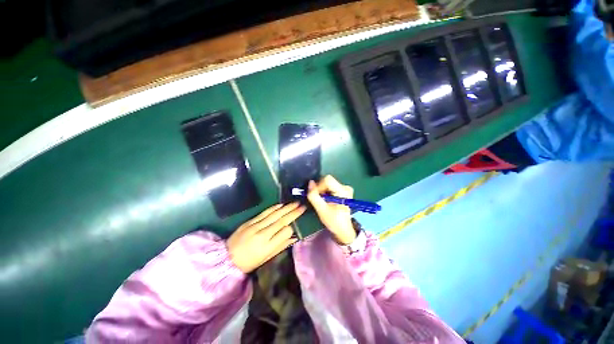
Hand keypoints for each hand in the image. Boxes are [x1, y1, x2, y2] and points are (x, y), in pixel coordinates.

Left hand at [227, 203, 305, 272]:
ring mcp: (255, 226)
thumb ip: (281, 246)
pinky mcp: (250, 221)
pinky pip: (264, 213)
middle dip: (293, 212)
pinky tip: (281, 204)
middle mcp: (263, 234)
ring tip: (295, 203)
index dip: (292, 226)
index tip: (297, 222)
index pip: (285, 232)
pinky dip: (273, 208)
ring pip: (274, 214)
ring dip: (286, 208)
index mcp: (267, 246)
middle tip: (302, 206)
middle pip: (281, 220)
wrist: (226, 258)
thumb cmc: (249, 262)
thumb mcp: (266, 258)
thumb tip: (294, 237)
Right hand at [307, 175, 356, 244]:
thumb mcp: (321, 210)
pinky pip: (330, 185)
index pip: (327, 180)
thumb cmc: (333, 221)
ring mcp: (345, 188)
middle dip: (320, 188)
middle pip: (327, 180)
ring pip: (328, 183)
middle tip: (318, 199)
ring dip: (322, 190)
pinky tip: (326, 199)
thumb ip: (314, 196)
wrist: (343, 229)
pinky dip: (325, 191)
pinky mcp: (343, 190)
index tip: (316, 196)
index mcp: (343, 191)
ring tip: (322, 201)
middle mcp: (345, 187)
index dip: (318, 186)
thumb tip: (310, 182)